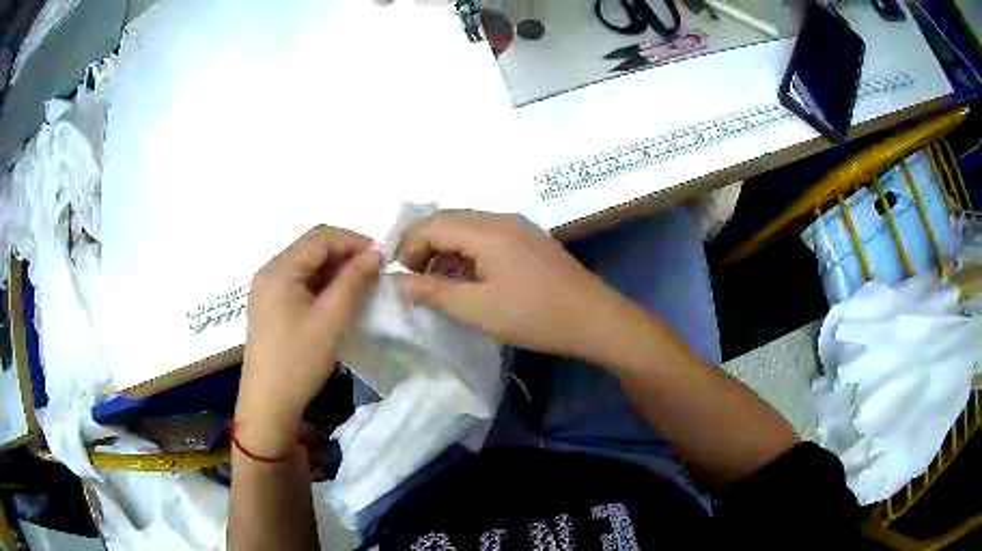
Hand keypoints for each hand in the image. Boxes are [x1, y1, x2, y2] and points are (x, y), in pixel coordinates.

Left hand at [235, 226, 380, 456]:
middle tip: (373, 273)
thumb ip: (353, 281)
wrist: (269, 403)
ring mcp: (266, 289)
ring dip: (334, 270)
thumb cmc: (298, 361)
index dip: (353, 241)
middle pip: (311, 248)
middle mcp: (269, 271)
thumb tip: (375, 254)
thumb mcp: (331, 320)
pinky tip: (337, 300)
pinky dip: (321, 285)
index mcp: (279, 269)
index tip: (381, 258)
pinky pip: (298, 282)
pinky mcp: (269, 305)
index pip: (320, 237)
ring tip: (360, 286)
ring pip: (306, 265)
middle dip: (344, 255)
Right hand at [397, 211, 627, 357]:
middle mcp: (501, 218)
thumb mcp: (478, 309)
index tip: (398, 278)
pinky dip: (467, 251)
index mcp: (486, 230)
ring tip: (435, 281)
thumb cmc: (535, 316)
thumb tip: (398, 282)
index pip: (431, 225)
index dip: (407, 248)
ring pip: (467, 227)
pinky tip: (466, 277)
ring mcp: (518, 227)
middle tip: (411, 278)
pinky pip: (486, 236)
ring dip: (445, 248)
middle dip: (422, 245)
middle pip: (448, 220)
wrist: (594, 319)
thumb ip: (434, 292)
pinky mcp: (529, 240)